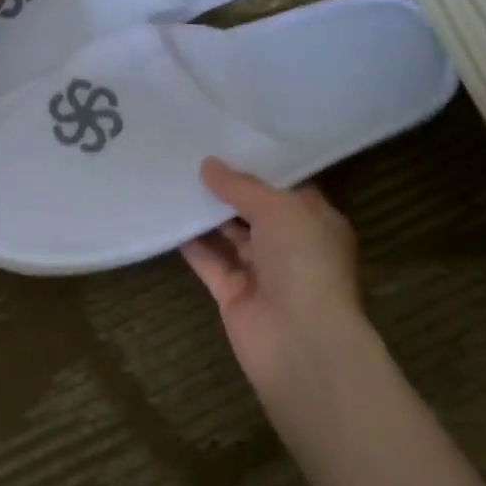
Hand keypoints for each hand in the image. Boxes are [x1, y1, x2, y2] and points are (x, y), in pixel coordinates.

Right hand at [181, 158, 367, 393]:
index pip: (287, 188)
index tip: (226, 143)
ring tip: (175, 181)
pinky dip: (192, 245)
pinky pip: (210, 263)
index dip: (259, 167)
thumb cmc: (304, 262)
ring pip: (230, 237)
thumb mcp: (278, 209)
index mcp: (316, 222)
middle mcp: (291, 247)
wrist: (301, 342)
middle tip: (191, 157)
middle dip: (227, 189)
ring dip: (206, 215)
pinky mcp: (234, 295)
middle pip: (254, 212)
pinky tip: (169, 218)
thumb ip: (241, 186)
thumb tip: (209, 164)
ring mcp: (262, 273)